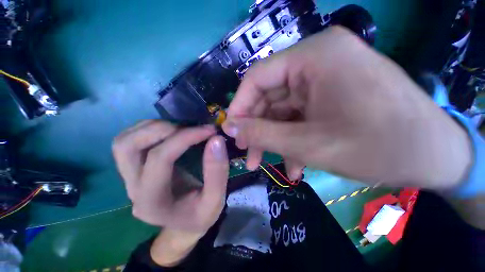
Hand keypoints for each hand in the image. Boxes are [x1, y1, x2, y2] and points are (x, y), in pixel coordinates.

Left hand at [112, 120, 228, 233]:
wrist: (183, 224)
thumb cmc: (200, 215)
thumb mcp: (216, 199)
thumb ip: (217, 172)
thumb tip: (216, 140)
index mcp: (152, 201)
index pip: (161, 158)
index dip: (186, 138)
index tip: (210, 131)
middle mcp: (133, 188)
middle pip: (127, 146)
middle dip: (161, 130)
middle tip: (190, 129)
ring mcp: (128, 178)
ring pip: (123, 141)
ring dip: (152, 128)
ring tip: (180, 129)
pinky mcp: (133, 170)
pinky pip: (129, 141)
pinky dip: (149, 130)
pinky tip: (170, 133)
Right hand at [223, 26, 471, 189]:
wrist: (435, 156)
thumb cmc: (379, 147)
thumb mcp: (307, 144)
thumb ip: (261, 133)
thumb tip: (230, 128)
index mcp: (313, 57)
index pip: (257, 78)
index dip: (239, 107)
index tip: (231, 131)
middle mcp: (316, 61)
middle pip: (268, 96)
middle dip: (256, 128)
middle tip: (248, 154)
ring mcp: (323, 78)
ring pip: (281, 110)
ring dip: (273, 139)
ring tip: (268, 165)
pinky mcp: (329, 95)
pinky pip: (297, 116)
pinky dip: (291, 139)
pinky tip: (295, 164)